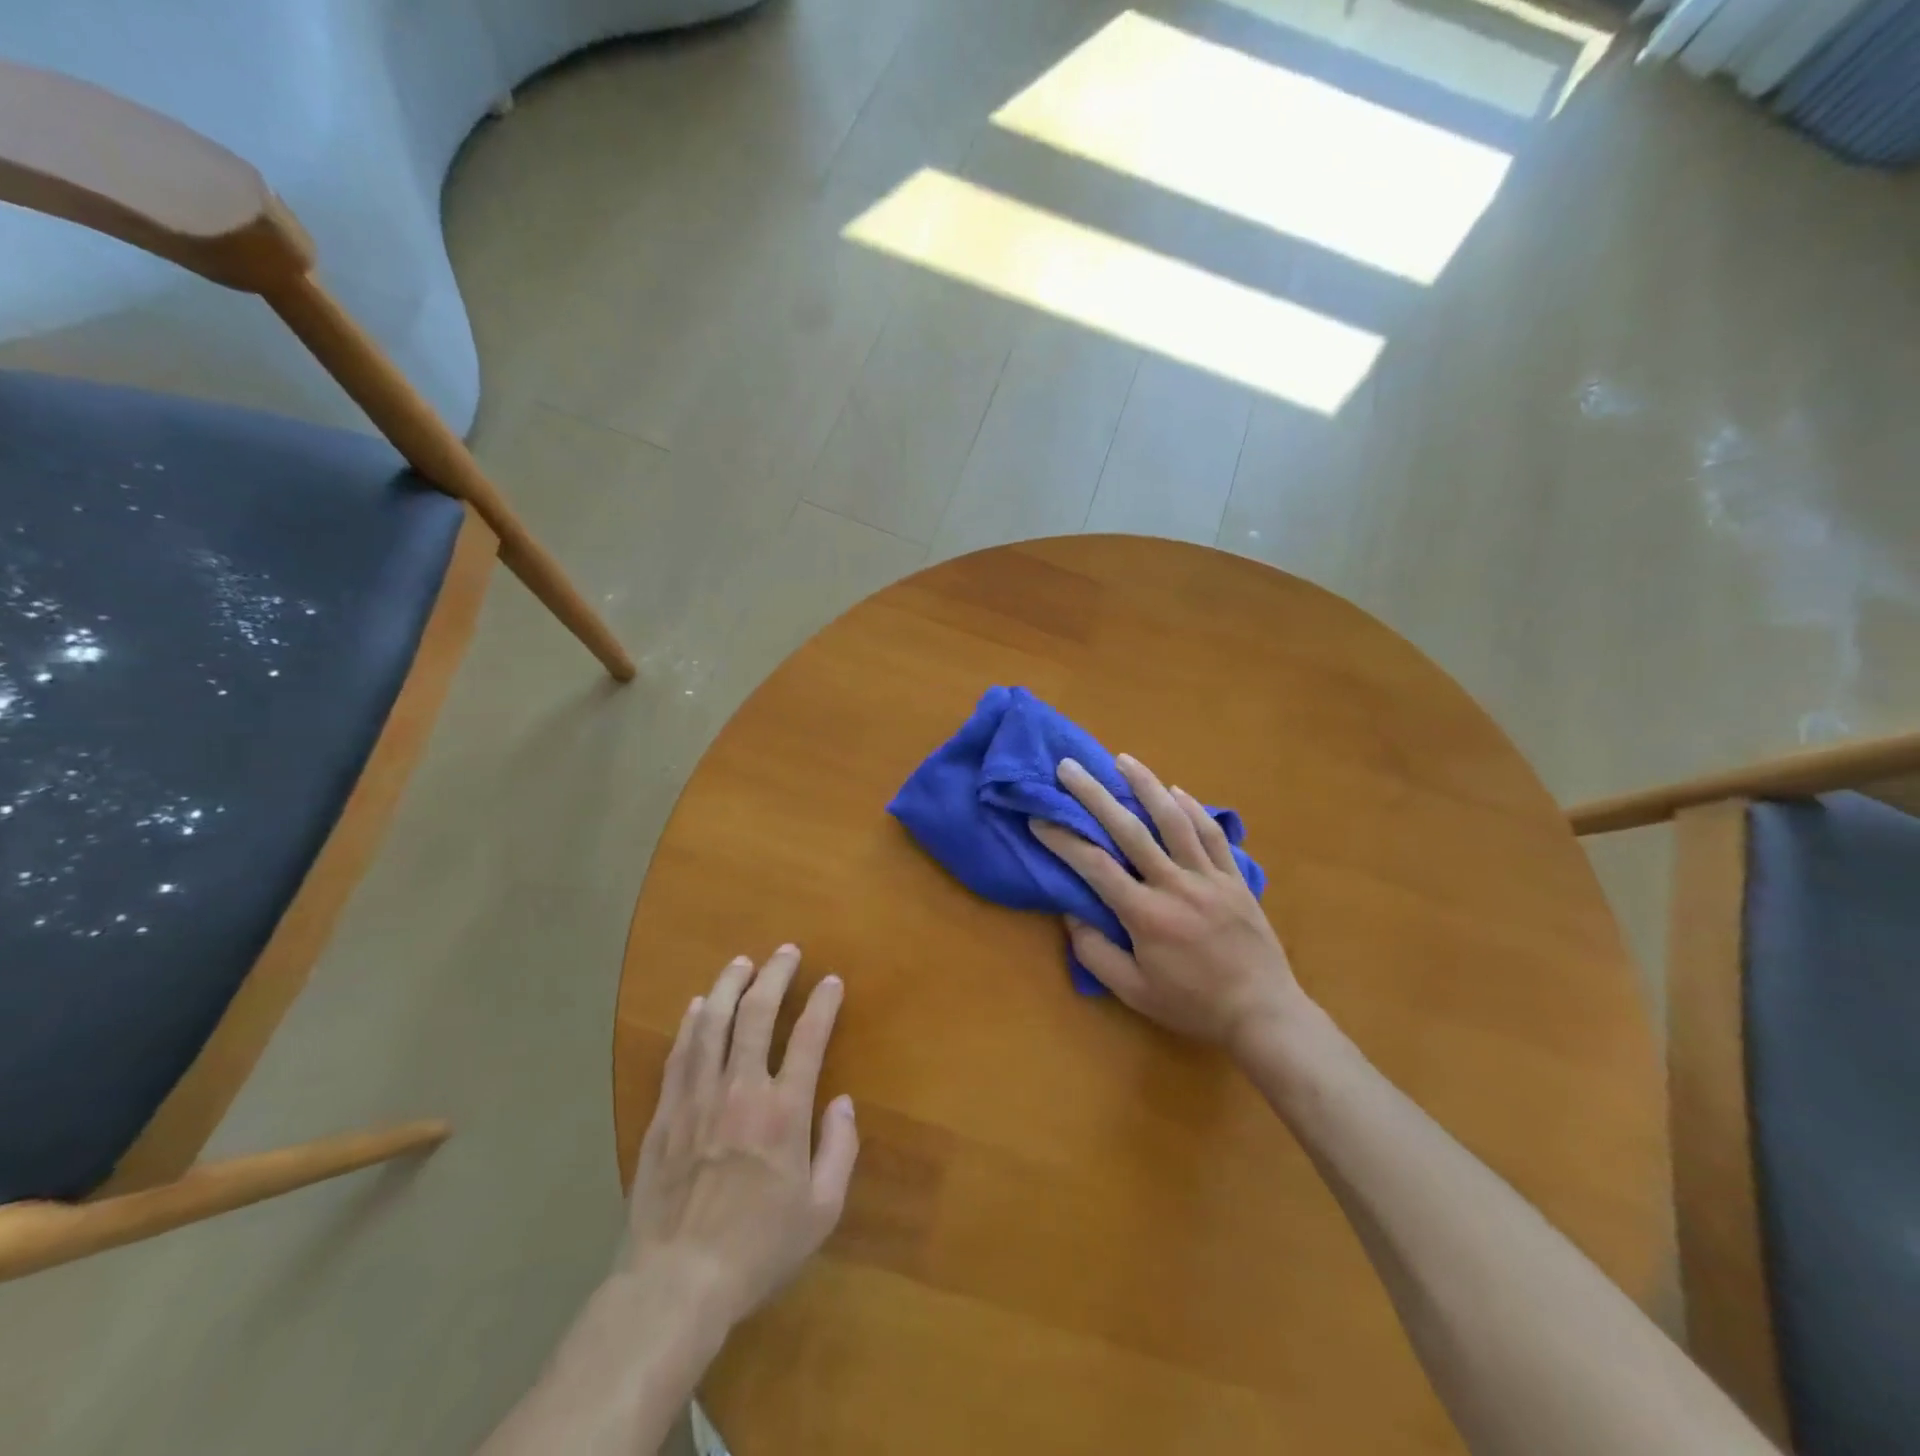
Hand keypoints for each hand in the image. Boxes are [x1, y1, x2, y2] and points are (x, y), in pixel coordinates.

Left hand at [625, 945, 858, 1332]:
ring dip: (729, 985)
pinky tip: (698, 1006)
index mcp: (783, 1112)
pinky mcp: (665, 1113)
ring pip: (712, 1023)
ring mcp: (698, 1098)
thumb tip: (844, 1102)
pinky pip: (679, 1054)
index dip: (822, 1003)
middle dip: (775, 975)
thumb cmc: (757, 1250)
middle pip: (756, 1014)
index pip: (808, 1037)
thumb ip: (840, 1150)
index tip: (831, 981)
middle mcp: (741, 1090)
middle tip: (786, 951)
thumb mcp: (821, 1212)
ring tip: (742, 962)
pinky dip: (691, 1023)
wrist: (676, 1284)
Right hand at [1029, 755, 1307, 1056]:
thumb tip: (1071, 913)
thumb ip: (1096, 954)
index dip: (1063, 839)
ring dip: (1146, 785)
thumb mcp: (1134, 993)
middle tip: (1069, 768)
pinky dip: (1193, 809)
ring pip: (1174, 820)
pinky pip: (1212, 835)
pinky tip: (1176, 791)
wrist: (1262, 1013)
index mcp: (1145, 915)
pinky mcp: (1235, 878)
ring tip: (1123, 759)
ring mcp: (1209, 877)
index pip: (1094, 866)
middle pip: (1129, 830)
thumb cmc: (1192, 1005)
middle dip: (1094, 795)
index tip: (1040, 817)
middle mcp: (1175, 885)